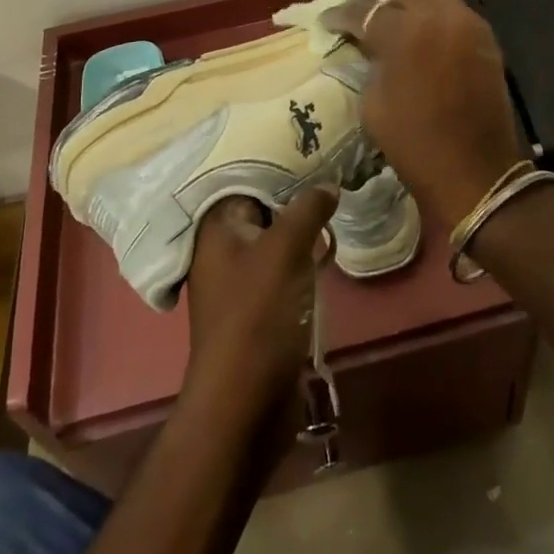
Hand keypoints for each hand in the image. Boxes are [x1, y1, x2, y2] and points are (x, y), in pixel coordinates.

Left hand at [183, 189, 337, 440]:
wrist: (246, 405)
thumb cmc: (257, 317)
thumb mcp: (285, 251)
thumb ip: (307, 209)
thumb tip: (328, 184)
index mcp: (216, 229)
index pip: (246, 180)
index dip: (279, 164)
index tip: (312, 147)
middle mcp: (223, 250)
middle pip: (262, 208)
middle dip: (295, 193)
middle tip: (333, 169)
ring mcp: (241, 282)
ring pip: (276, 238)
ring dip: (303, 225)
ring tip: (337, 200)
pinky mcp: (260, 308)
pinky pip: (284, 268)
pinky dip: (303, 255)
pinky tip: (328, 246)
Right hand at [320, 0, 525, 226]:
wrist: (476, 172)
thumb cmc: (415, 144)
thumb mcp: (374, 104)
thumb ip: (371, 62)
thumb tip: (369, 45)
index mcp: (406, 33)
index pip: (365, 10)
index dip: (340, 16)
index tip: (327, 23)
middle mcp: (439, 16)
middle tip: (355, 12)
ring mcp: (467, 23)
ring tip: (388, 12)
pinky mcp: (484, 36)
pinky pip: (452, 7)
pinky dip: (431, 9)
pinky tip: (418, 27)